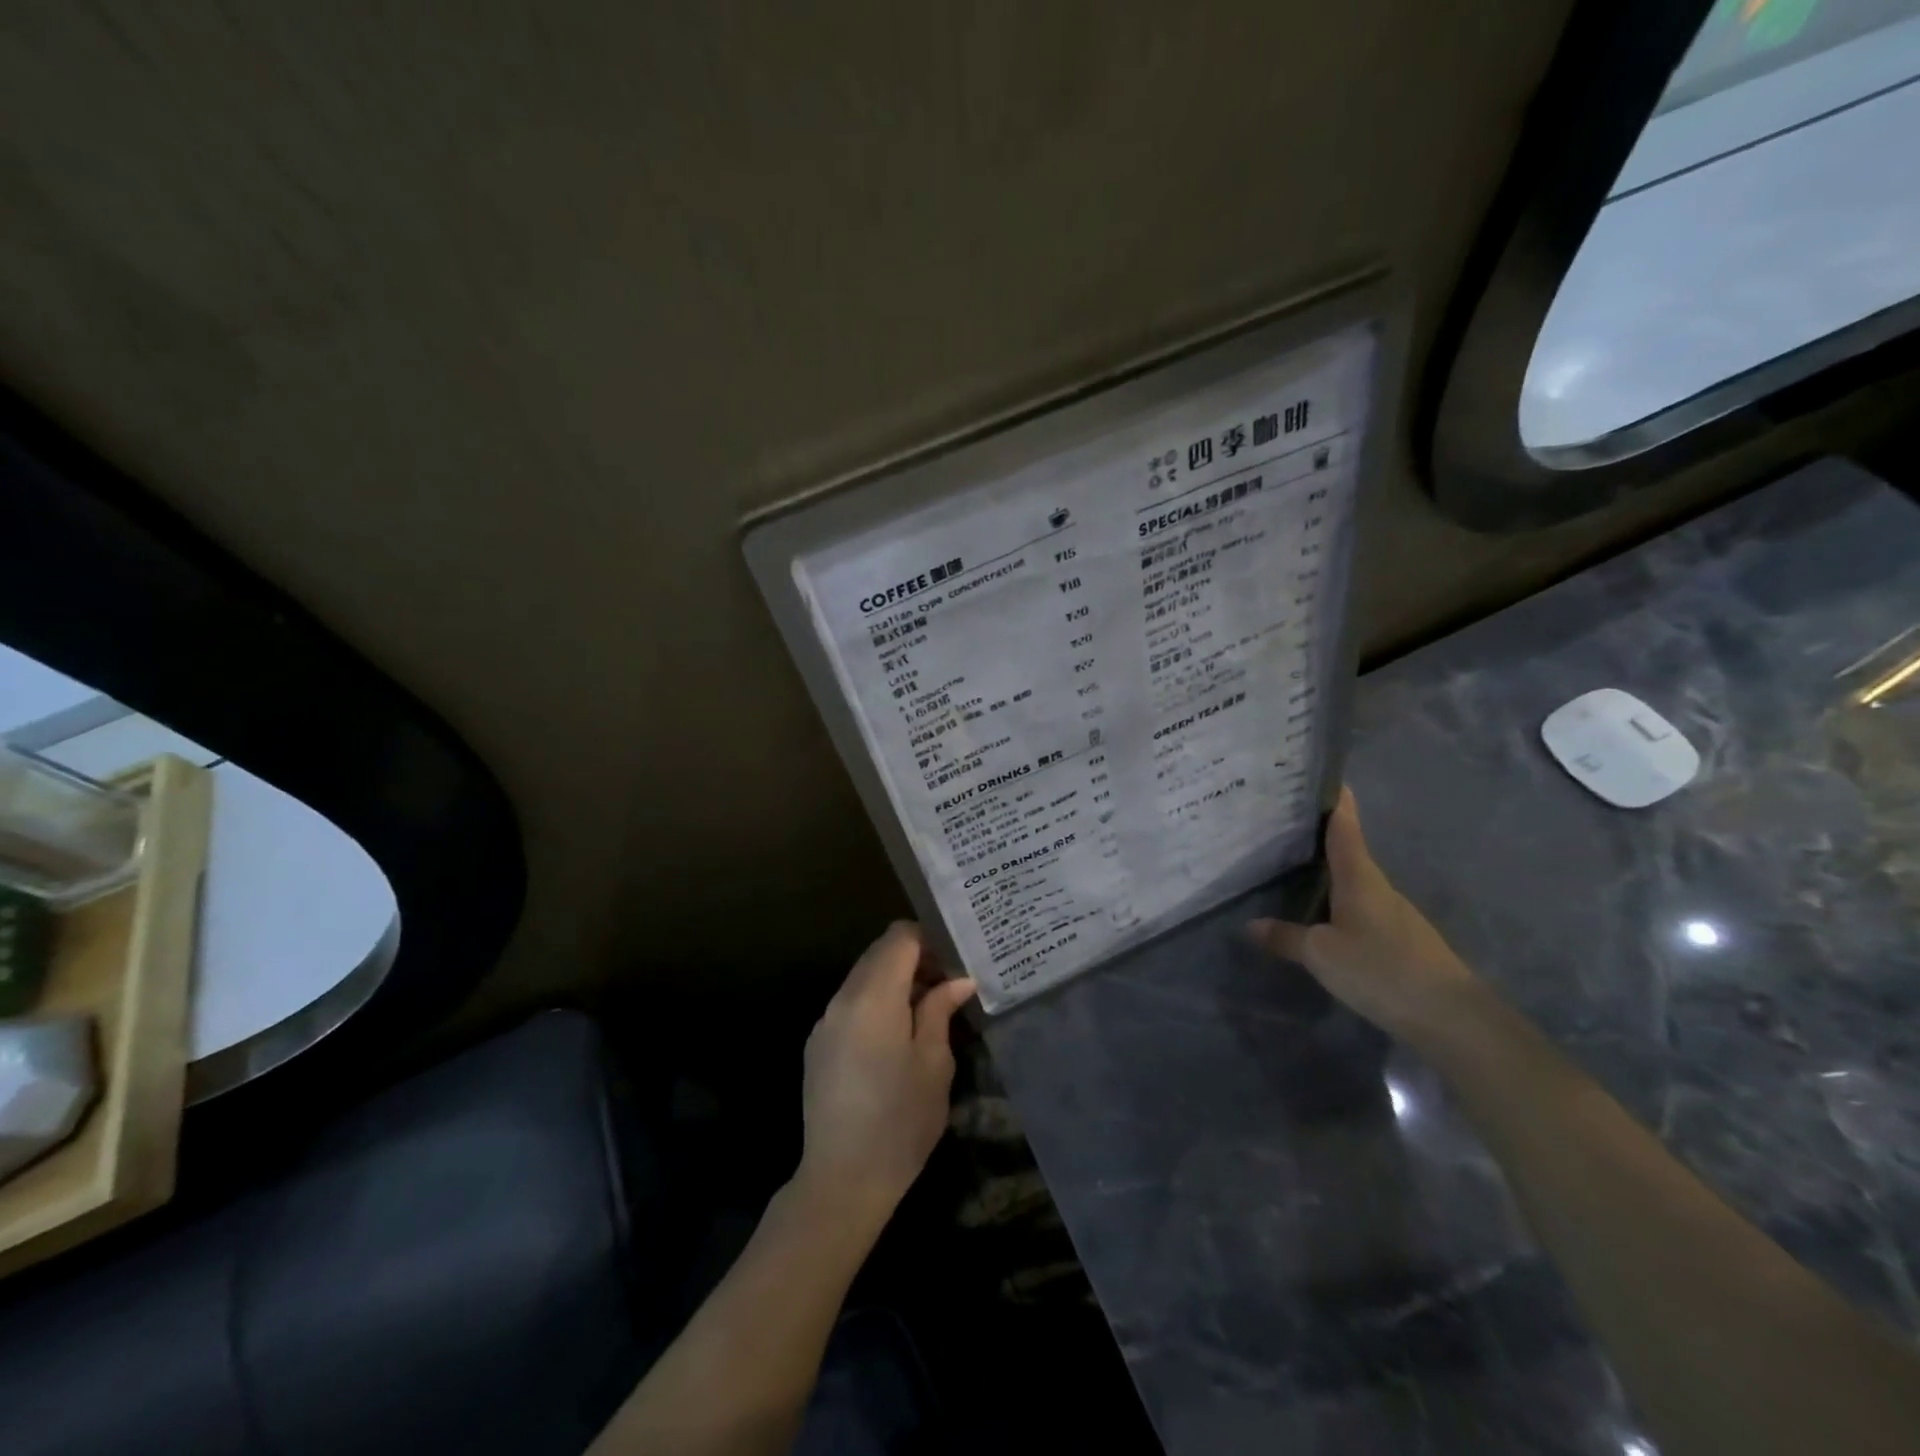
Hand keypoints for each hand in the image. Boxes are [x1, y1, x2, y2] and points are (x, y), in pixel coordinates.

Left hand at [796, 922, 975, 1228]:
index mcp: (873, 997)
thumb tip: (957, 980)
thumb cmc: (900, 1120)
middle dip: (914, 958)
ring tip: (927, 1009)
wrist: (842, 1180)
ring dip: (895, 981)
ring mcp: (825, 1021)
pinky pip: (851, 1004)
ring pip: (863, 977)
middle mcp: (842, 999)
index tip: (955, 959)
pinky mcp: (818, 1044)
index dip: (929, 938)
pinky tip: (897, 1035)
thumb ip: (940, 1010)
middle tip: (948, 983)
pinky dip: (876, 1002)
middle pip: (879, 953)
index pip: (899, 937)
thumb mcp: (933, 1063)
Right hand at [1247, 788, 1480, 1038]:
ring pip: (1353, 882)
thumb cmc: (1381, 969)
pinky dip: (1337, 901)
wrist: (1451, 1018)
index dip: (1335, 800)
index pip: (1345, 827)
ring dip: (1327, 871)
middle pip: (1348, 851)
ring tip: (1291, 866)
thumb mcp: (1321, 954)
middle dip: (1319, 836)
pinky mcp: (1399, 939)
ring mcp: (1393, 913)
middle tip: (1283, 824)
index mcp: (1359, 877)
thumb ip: (1286, 938)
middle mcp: (1378, 887)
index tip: (1324, 775)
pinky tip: (1320, 913)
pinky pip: (1360, 908)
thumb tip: (1249, 925)